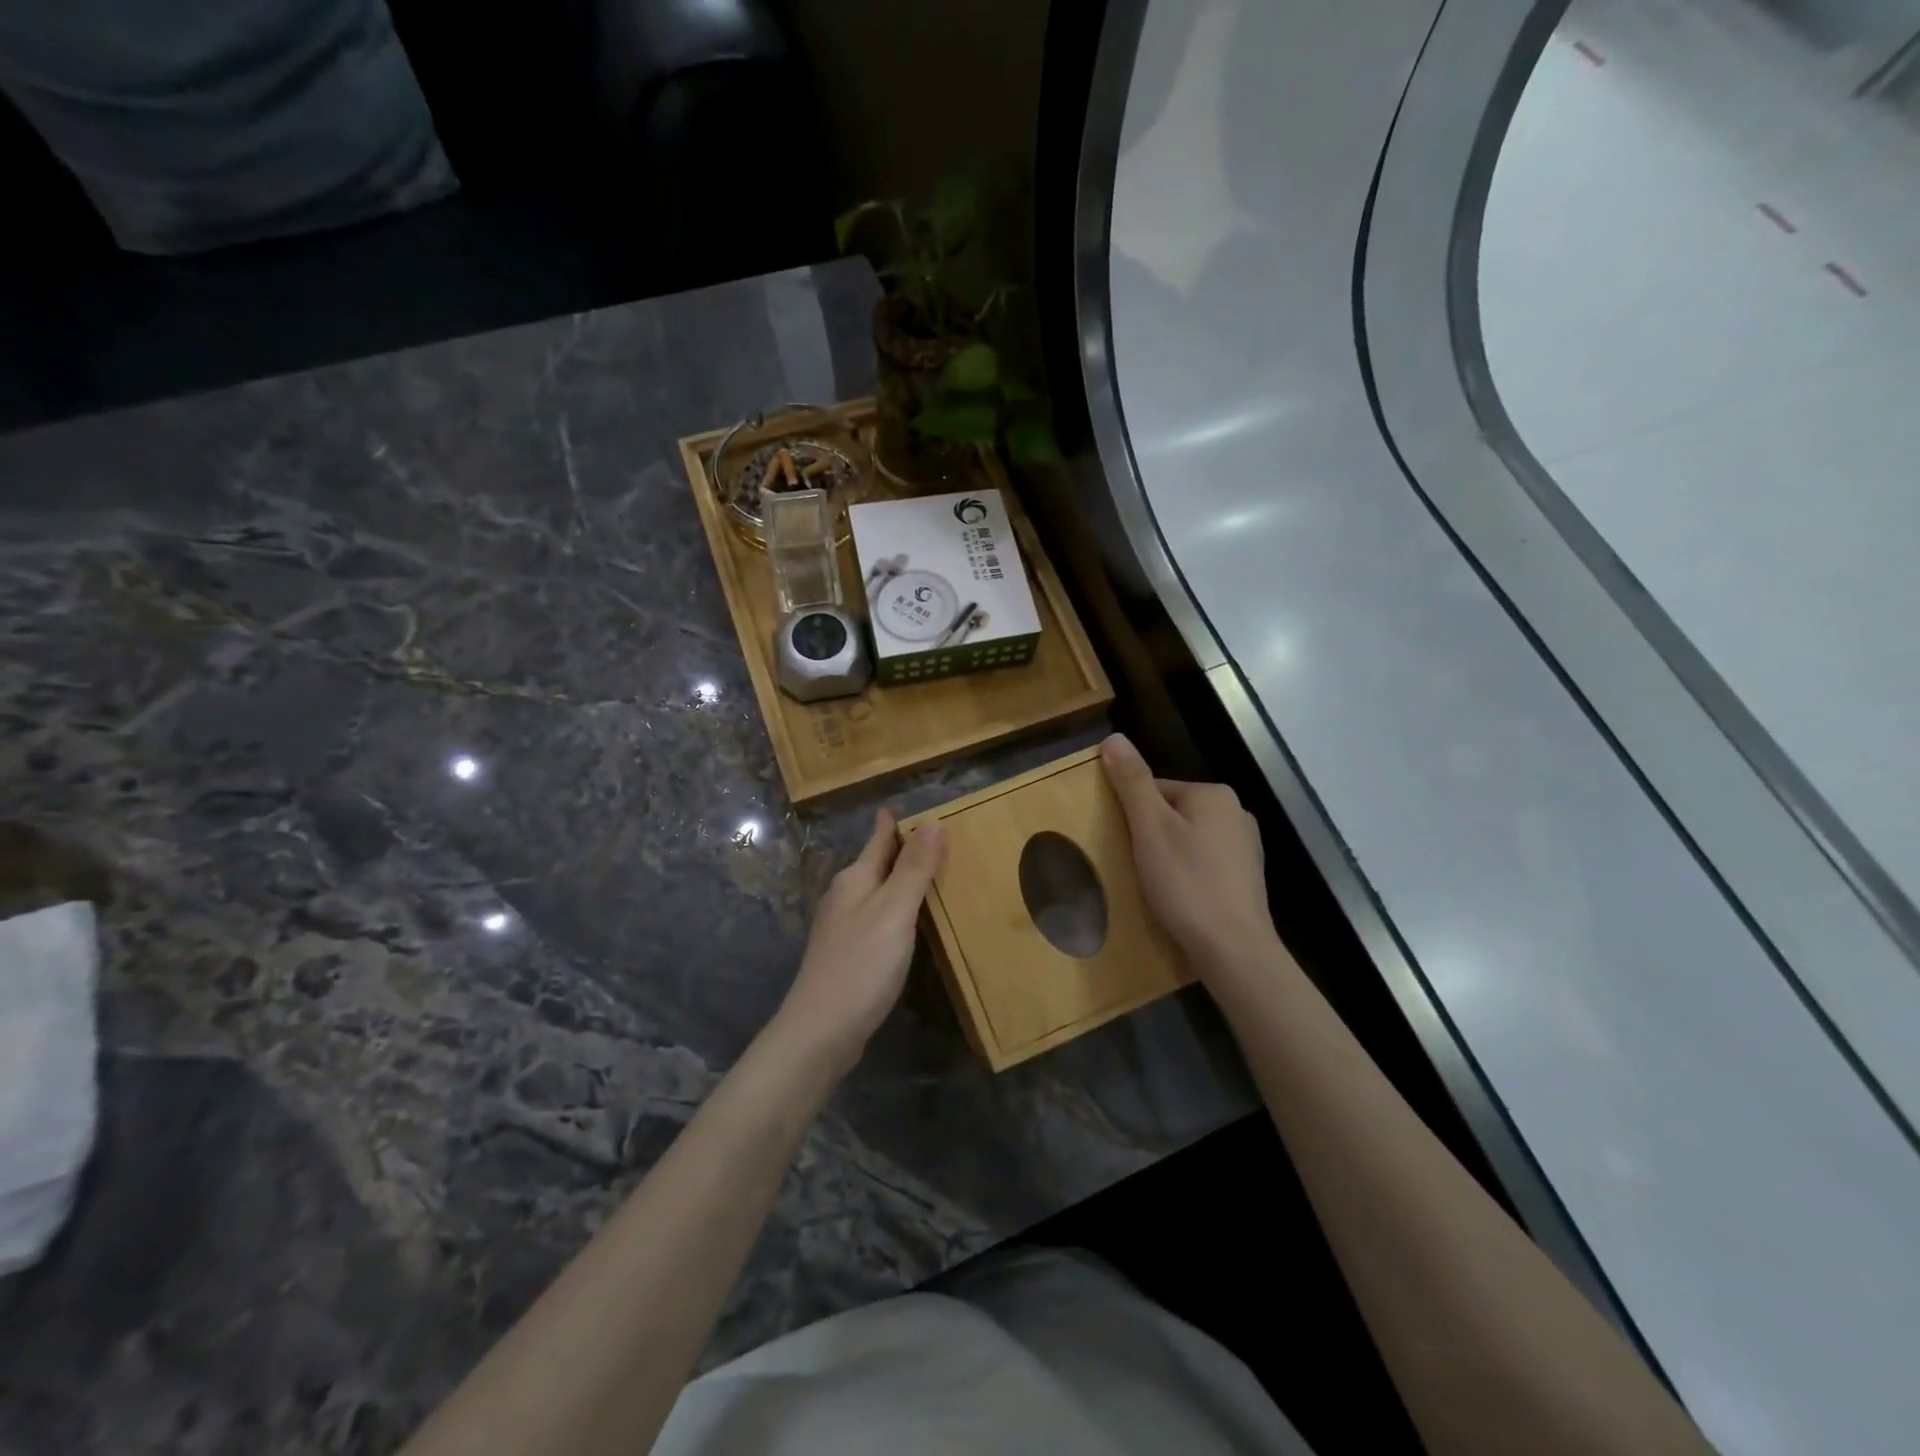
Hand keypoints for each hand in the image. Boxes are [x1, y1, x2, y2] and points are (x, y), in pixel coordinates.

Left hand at [775, 808, 946, 1070]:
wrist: (820, 1031)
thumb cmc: (861, 965)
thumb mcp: (894, 911)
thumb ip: (914, 868)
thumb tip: (933, 821)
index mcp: (855, 880)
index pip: (877, 840)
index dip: (891, 824)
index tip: (901, 806)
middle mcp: (845, 897)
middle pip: (875, 864)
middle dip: (898, 849)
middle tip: (931, 837)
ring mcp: (842, 927)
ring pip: (875, 891)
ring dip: (898, 880)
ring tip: (926, 873)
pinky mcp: (847, 955)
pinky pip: (877, 917)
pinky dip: (895, 909)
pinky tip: (907, 922)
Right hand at [1101, 734, 1275, 973]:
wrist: (1234, 951)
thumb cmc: (1187, 884)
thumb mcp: (1150, 828)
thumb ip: (1132, 782)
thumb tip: (1113, 737)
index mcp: (1213, 794)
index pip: (1156, 790)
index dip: (1133, 817)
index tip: (1125, 847)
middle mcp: (1236, 813)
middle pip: (1173, 814)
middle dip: (1151, 838)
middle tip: (1137, 869)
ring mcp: (1246, 848)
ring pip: (1189, 841)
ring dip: (1168, 858)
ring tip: (1156, 887)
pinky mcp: (1247, 879)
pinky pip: (1205, 865)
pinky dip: (1188, 876)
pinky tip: (1180, 899)